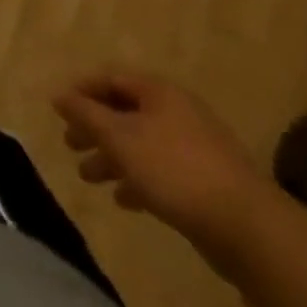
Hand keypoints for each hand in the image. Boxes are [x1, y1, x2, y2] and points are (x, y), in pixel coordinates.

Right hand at [53, 71, 275, 257]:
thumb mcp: (118, 137)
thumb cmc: (173, 169)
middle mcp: (177, 112)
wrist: (248, 228)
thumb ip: (84, 114)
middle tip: (70, 144)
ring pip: (141, 143)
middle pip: (124, 111)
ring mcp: (195, 148)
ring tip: (88, 177)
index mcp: (159, 92)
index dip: (81, 90)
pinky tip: (124, 199)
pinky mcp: (206, 181)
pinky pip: (161, 171)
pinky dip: (138, 179)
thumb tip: (59, 95)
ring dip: (111, 157)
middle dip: (94, 128)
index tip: (58, 110)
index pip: (111, 78)